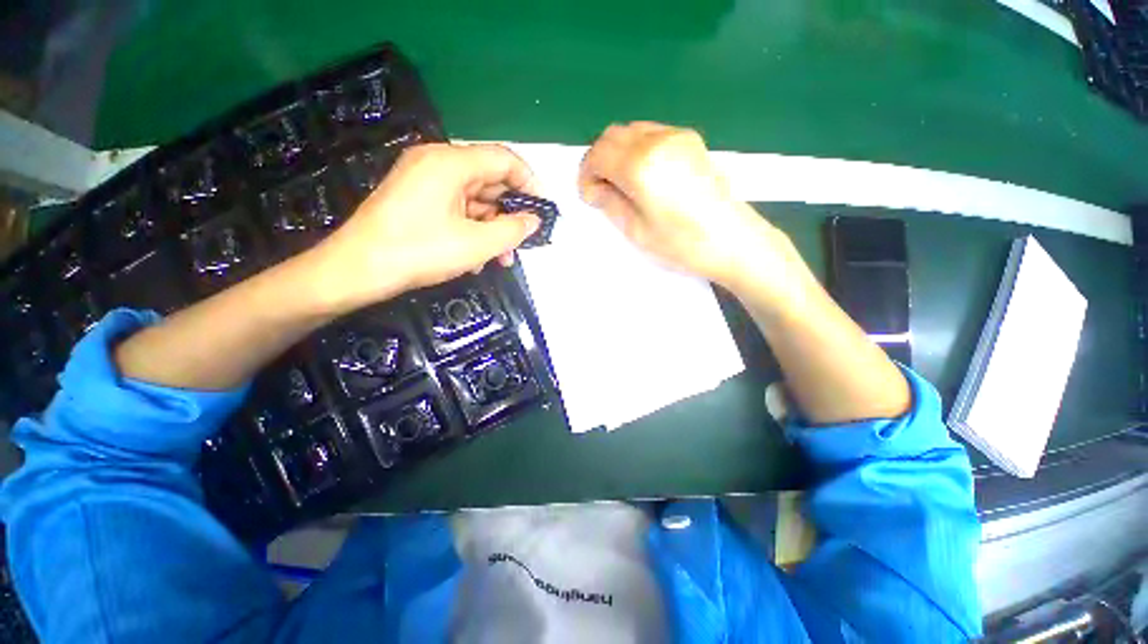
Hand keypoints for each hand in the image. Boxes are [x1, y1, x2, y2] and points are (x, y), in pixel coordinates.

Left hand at [307, 143, 540, 313]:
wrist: (358, 270)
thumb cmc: (420, 252)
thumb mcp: (477, 244)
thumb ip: (513, 229)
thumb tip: (534, 220)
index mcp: (451, 162)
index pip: (504, 160)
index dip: (531, 183)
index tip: (544, 210)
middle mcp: (437, 162)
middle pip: (490, 180)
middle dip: (511, 213)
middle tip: (524, 241)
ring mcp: (424, 180)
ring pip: (474, 198)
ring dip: (493, 227)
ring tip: (503, 258)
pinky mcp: (417, 198)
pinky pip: (457, 208)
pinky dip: (473, 229)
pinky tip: (479, 257)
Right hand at [578, 122, 779, 286]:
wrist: (733, 241)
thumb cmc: (681, 243)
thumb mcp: (636, 230)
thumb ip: (610, 202)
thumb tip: (595, 188)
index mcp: (640, 164)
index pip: (598, 153)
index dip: (586, 173)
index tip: (589, 195)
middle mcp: (657, 139)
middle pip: (612, 135)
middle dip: (599, 160)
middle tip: (601, 190)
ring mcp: (677, 136)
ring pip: (632, 131)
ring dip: (618, 153)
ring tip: (622, 184)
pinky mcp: (691, 140)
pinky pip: (652, 134)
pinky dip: (637, 150)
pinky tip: (644, 176)